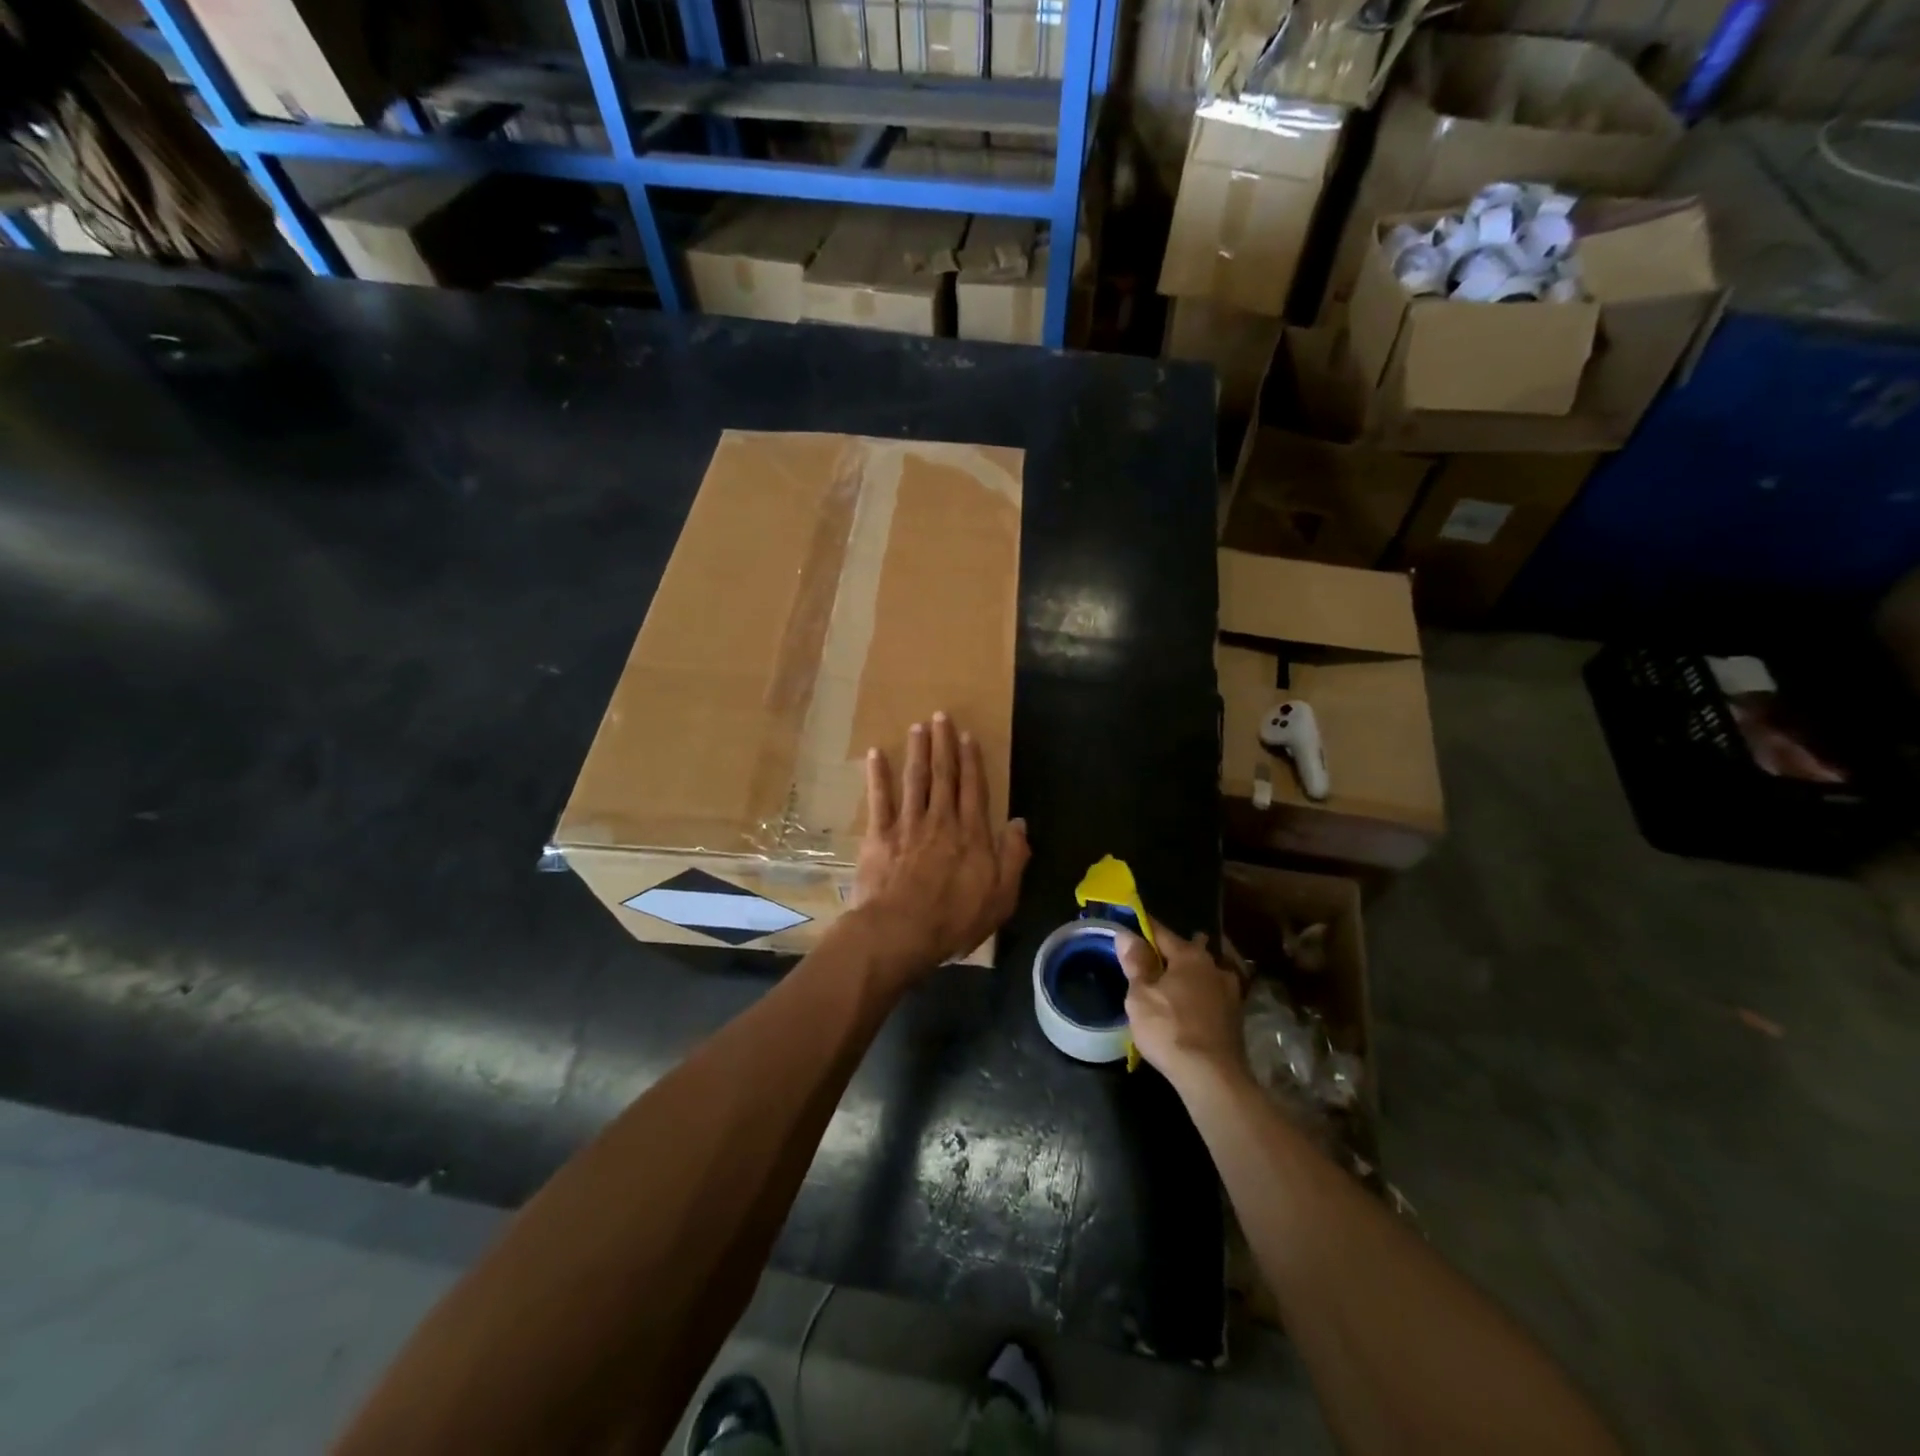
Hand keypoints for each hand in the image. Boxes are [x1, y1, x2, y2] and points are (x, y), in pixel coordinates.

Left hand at [850, 712, 1029, 972]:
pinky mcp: (879, 836)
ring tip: (917, 727)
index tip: (967, 736)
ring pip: (914, 779)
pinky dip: (878, 775)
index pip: (973, 789)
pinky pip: (879, 799)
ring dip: (916, 751)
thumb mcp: (1001, 898)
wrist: (900, 933)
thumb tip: (1019, 823)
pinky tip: (876, 754)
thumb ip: (1013, 858)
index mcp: (971, 835)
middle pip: (943, 776)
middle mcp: (941, 821)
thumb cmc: (954, 921)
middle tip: (941, 716)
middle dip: (943, 744)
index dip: (971, 760)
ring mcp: (908, 825)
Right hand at [1116, 920, 1247, 1090]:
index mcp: (1190, 956)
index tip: (1130, 925)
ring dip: (1189, 974)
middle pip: (1188, 950)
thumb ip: (1135, 963)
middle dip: (1172, 951)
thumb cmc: (1169, 1029)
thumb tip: (1126, 934)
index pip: (1162, 932)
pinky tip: (1189, 1005)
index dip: (1143, 928)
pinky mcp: (1235, 1018)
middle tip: (1153, 957)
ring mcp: (1230, 993)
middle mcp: (1214, 967)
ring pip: (1203, 973)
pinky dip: (1199, 995)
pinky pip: (1211, 995)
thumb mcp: (1141, 996)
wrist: (1212, 1077)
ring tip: (1171, 982)